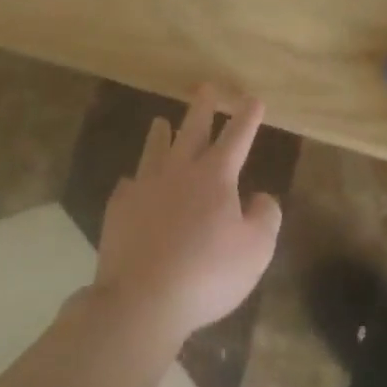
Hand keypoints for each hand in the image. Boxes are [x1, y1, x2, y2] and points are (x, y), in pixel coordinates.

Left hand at [93, 87, 283, 345]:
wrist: (141, 300)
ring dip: (160, 134)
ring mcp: (145, 187)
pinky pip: (128, 185)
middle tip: (205, 87)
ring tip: (160, 121)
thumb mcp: (256, 250)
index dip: (247, 117)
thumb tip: (261, 197)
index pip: (237, 137)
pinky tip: (132, 182)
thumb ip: (266, 217)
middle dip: (202, 107)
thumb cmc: (207, 274)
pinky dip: (134, 180)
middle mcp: (180, 171)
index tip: (253, 98)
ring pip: (155, 150)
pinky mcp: (120, 209)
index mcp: (215, 176)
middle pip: (192, 130)